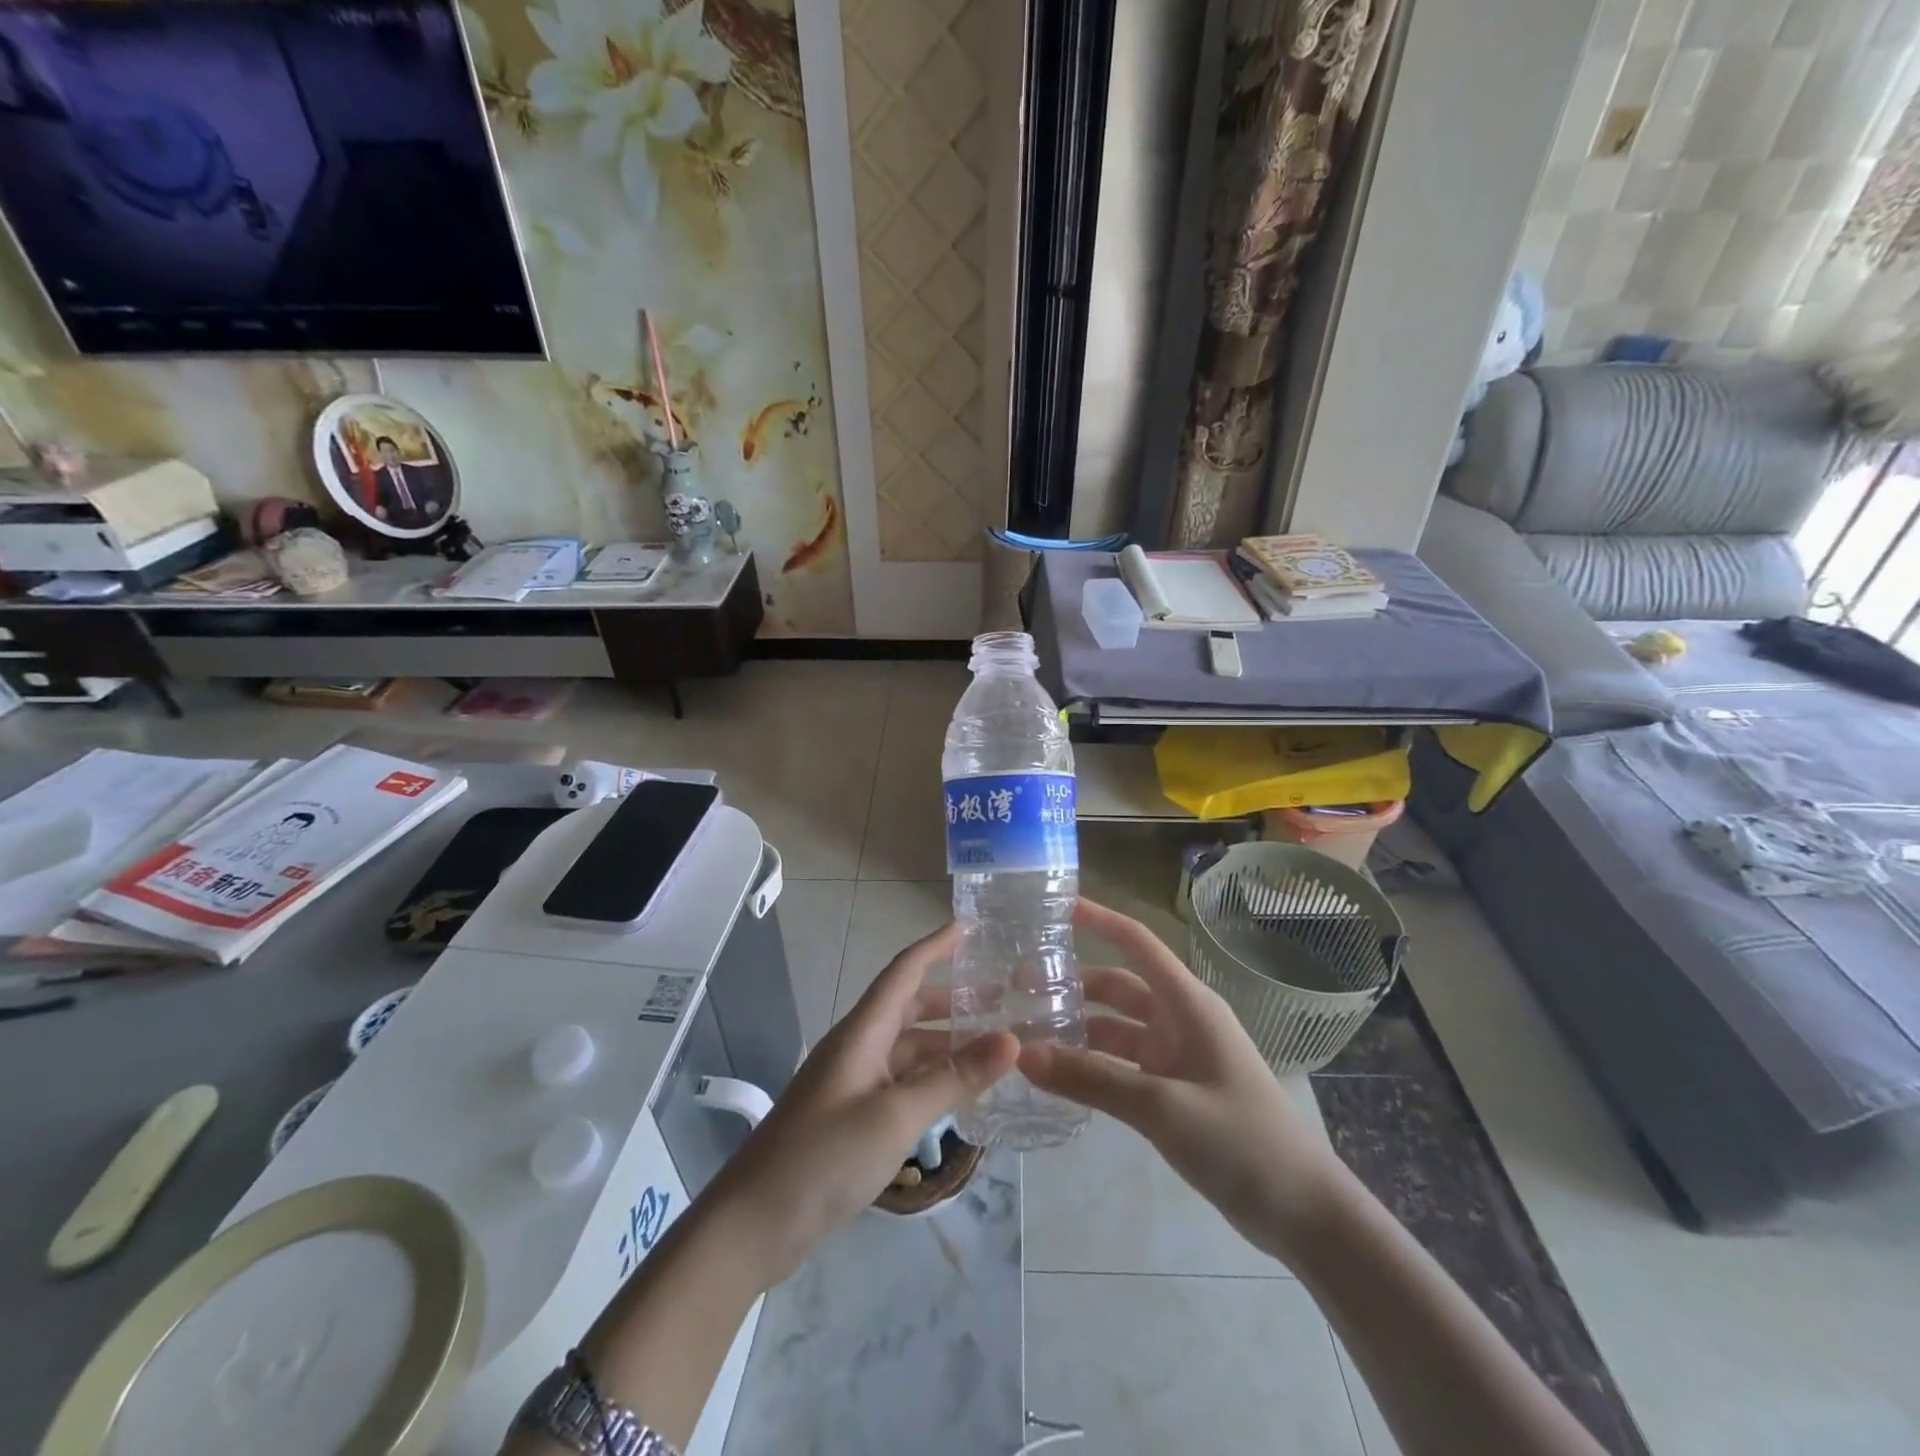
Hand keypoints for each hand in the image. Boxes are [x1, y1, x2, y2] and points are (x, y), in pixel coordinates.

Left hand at [702, 922, 1017, 1287]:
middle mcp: (858, 1047)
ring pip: (907, 1049)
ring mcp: (852, 1083)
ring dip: (946, 1044)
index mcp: (862, 1032)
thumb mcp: (896, 1116)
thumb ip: (954, 1079)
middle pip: (909, 1008)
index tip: (970, 925)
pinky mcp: (851, 1115)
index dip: (936, 945)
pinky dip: (932, 1080)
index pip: (904, 971)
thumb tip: (1012, 1039)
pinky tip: (959, 1096)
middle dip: (952, 999)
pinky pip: (900, 1081)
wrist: (754, 1224)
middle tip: (1002, 1000)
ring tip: (993, 1049)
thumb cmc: (824, 1157)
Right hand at [1019, 898, 1344, 1263]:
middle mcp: (1179, 1019)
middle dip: (1072, 984)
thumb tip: (1023, 1055)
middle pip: (1117, 987)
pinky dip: (1092, 1065)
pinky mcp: (1174, 1090)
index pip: (1136, 942)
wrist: (1302, 1212)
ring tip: (1026, 1035)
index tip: (1053, 905)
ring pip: (1116, 1028)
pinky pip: (1123, 1065)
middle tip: (1016, 990)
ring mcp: (1177, 1056)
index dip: (1097, 918)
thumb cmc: (1241, 1141)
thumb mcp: (1163, 1107)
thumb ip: (1092, 1079)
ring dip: (1077, 1029)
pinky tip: (1058, 1076)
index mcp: (1187, 1003)